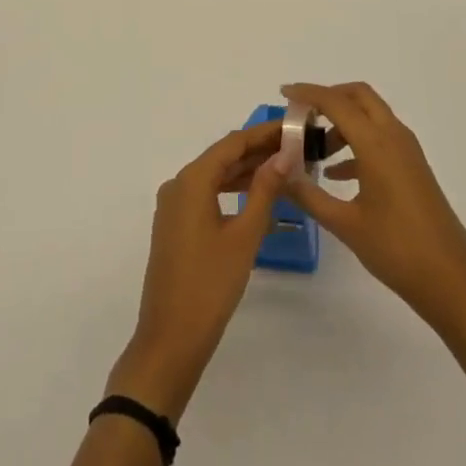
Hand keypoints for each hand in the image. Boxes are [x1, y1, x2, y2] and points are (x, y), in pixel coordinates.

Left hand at [108, 121, 288, 423]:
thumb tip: (283, 155)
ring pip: (215, 176)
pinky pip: (207, 195)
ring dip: (246, 171)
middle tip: (295, 147)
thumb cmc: (210, 285)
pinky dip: (231, 190)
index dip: (263, 133)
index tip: (292, 126)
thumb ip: (264, 191)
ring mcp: (174, 206)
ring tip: (283, 168)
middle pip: (223, 156)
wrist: (170, 340)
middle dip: (258, 151)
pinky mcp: (175, 225)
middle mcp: (178, 184)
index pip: (232, 143)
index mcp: (192, 180)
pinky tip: (257, 197)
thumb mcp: (244, 236)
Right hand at [281, 82, 465, 341]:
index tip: (284, 93)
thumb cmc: (397, 250)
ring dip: (342, 122)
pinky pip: (380, 138)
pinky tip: (336, 174)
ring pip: (371, 116)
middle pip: (359, 96)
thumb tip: (278, 174)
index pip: (336, 102)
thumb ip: (308, 195)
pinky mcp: (413, 167)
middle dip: (329, 98)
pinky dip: (356, 143)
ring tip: (315, 151)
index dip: (308, 93)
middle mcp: (393, 137)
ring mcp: (407, 151)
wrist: (452, 281)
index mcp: (376, 144)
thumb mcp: (345, 224)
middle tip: (302, 116)